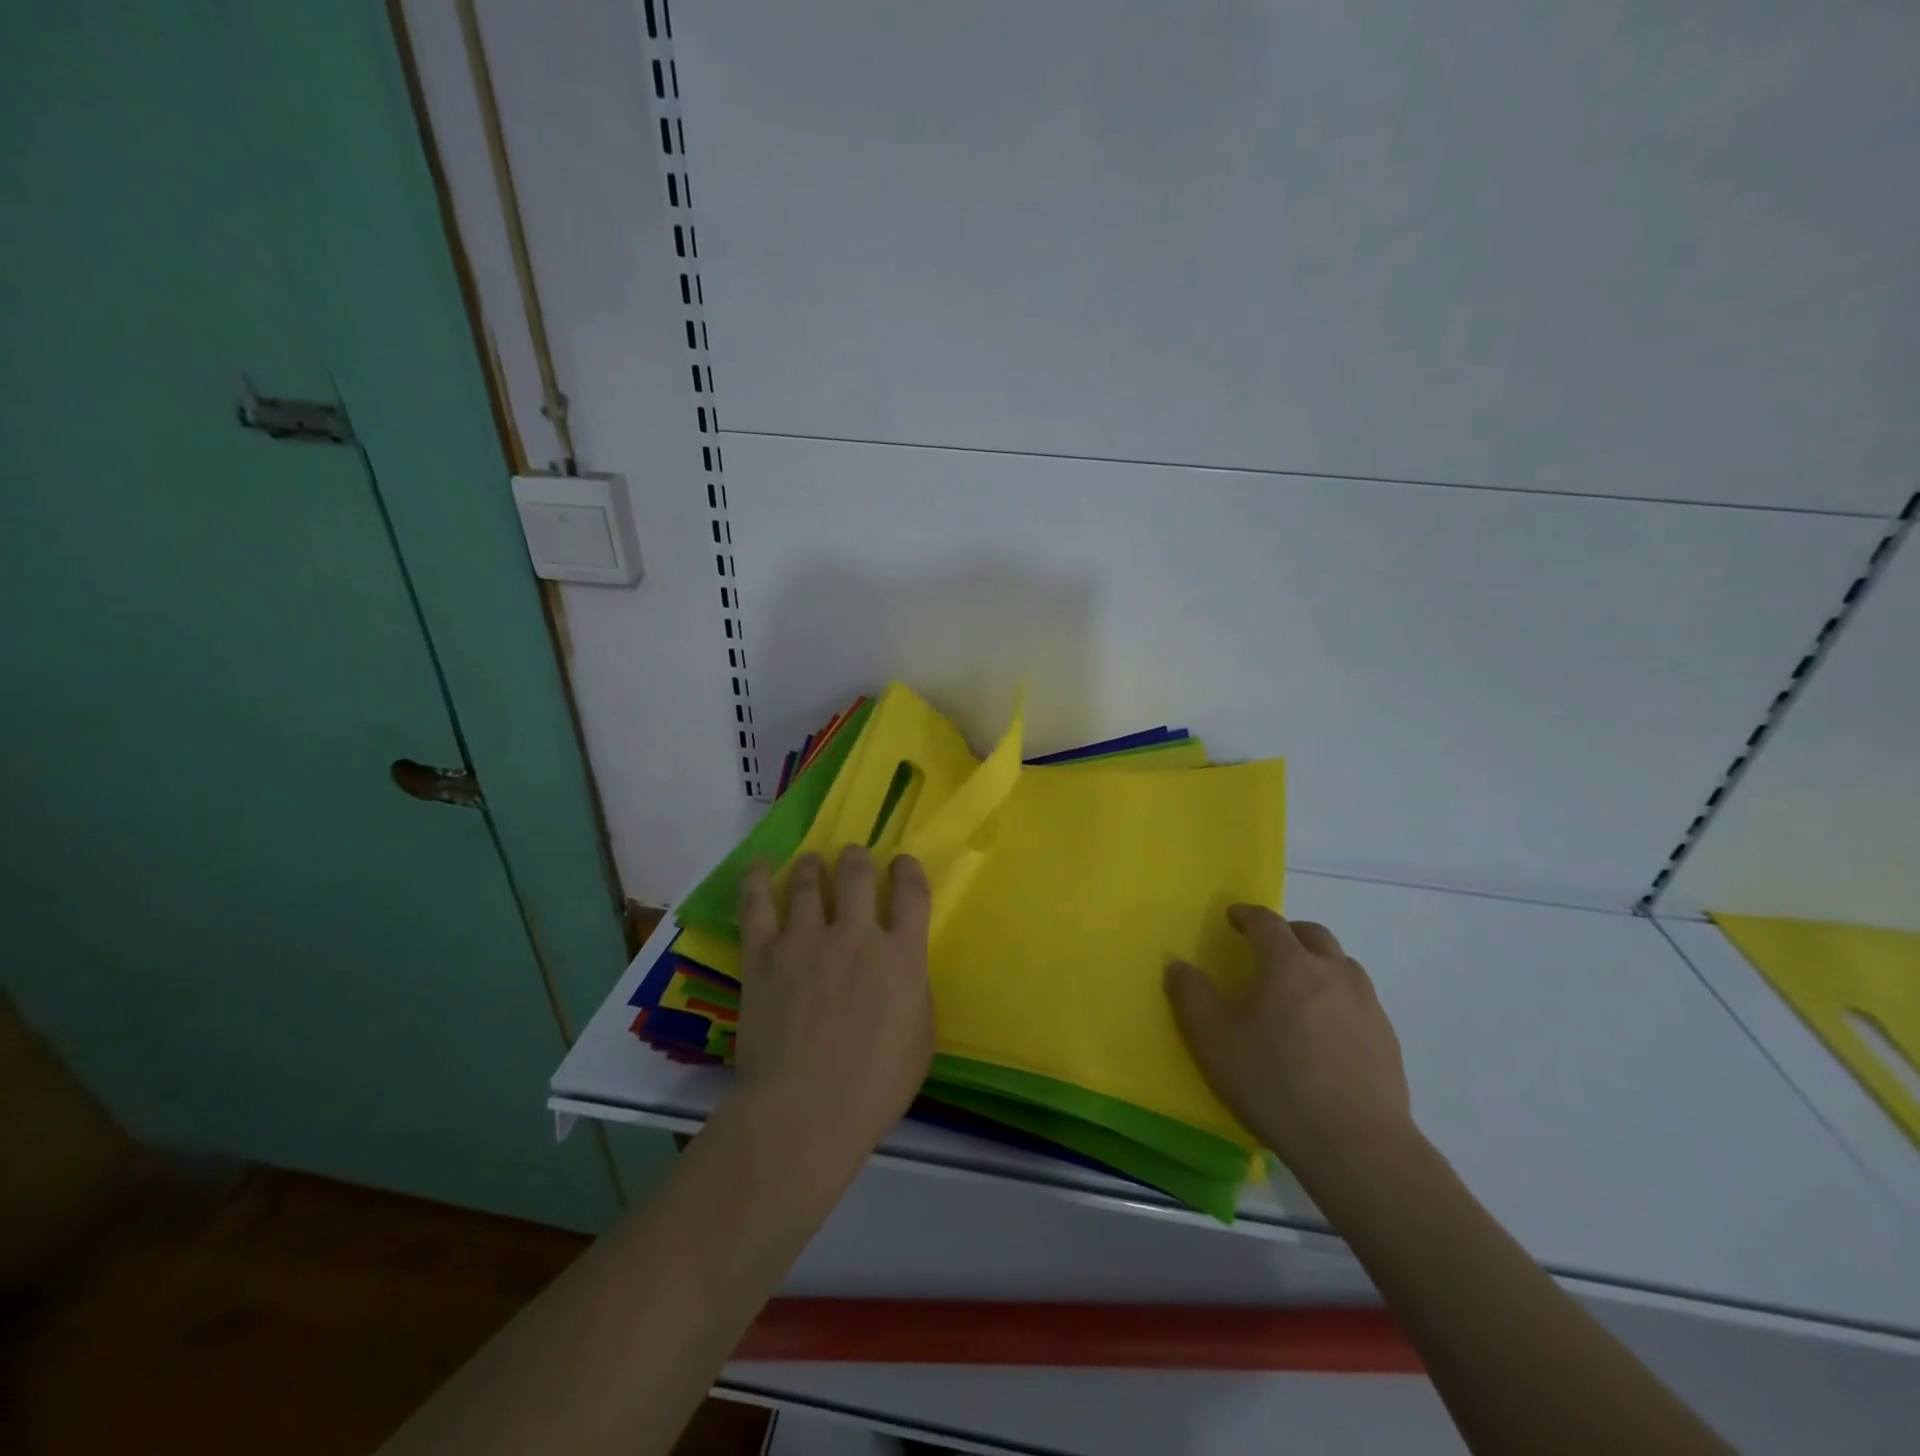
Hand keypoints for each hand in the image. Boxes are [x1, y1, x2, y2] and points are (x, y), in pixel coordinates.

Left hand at [730, 846, 935, 1182]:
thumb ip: (915, 994)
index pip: (911, 892)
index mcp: (901, 956)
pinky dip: (756, 880)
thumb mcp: (921, 1041)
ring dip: (813, 865)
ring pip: (808, 881)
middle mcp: (855, 935)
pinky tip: (759, 865)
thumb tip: (904, 970)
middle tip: (853, 856)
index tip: (902, 865)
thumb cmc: (874, 1088)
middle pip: (857, 873)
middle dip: (857, 857)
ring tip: (812, 861)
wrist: (804, 1112)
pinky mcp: (764, 955)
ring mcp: (805, 940)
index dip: (908, 870)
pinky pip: (757, 905)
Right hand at [1165, 907, 1412, 1177]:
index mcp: (1288, 964)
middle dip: (1287, 932)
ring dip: (1318, 962)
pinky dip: (1338, 996)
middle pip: (1313, 934)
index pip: (1268, 922)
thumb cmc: (1274, 1084)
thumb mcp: (1213, 1040)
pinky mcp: (1386, 1037)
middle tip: (1267, 947)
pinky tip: (1327, 1029)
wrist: (1356, 1145)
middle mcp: (1331, 972)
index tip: (1233, 917)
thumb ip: (1191, 995)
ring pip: (1342, 964)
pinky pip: (1359, 999)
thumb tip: (1177, 963)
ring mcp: (1366, 1004)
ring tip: (1299, 986)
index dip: (1248, 914)